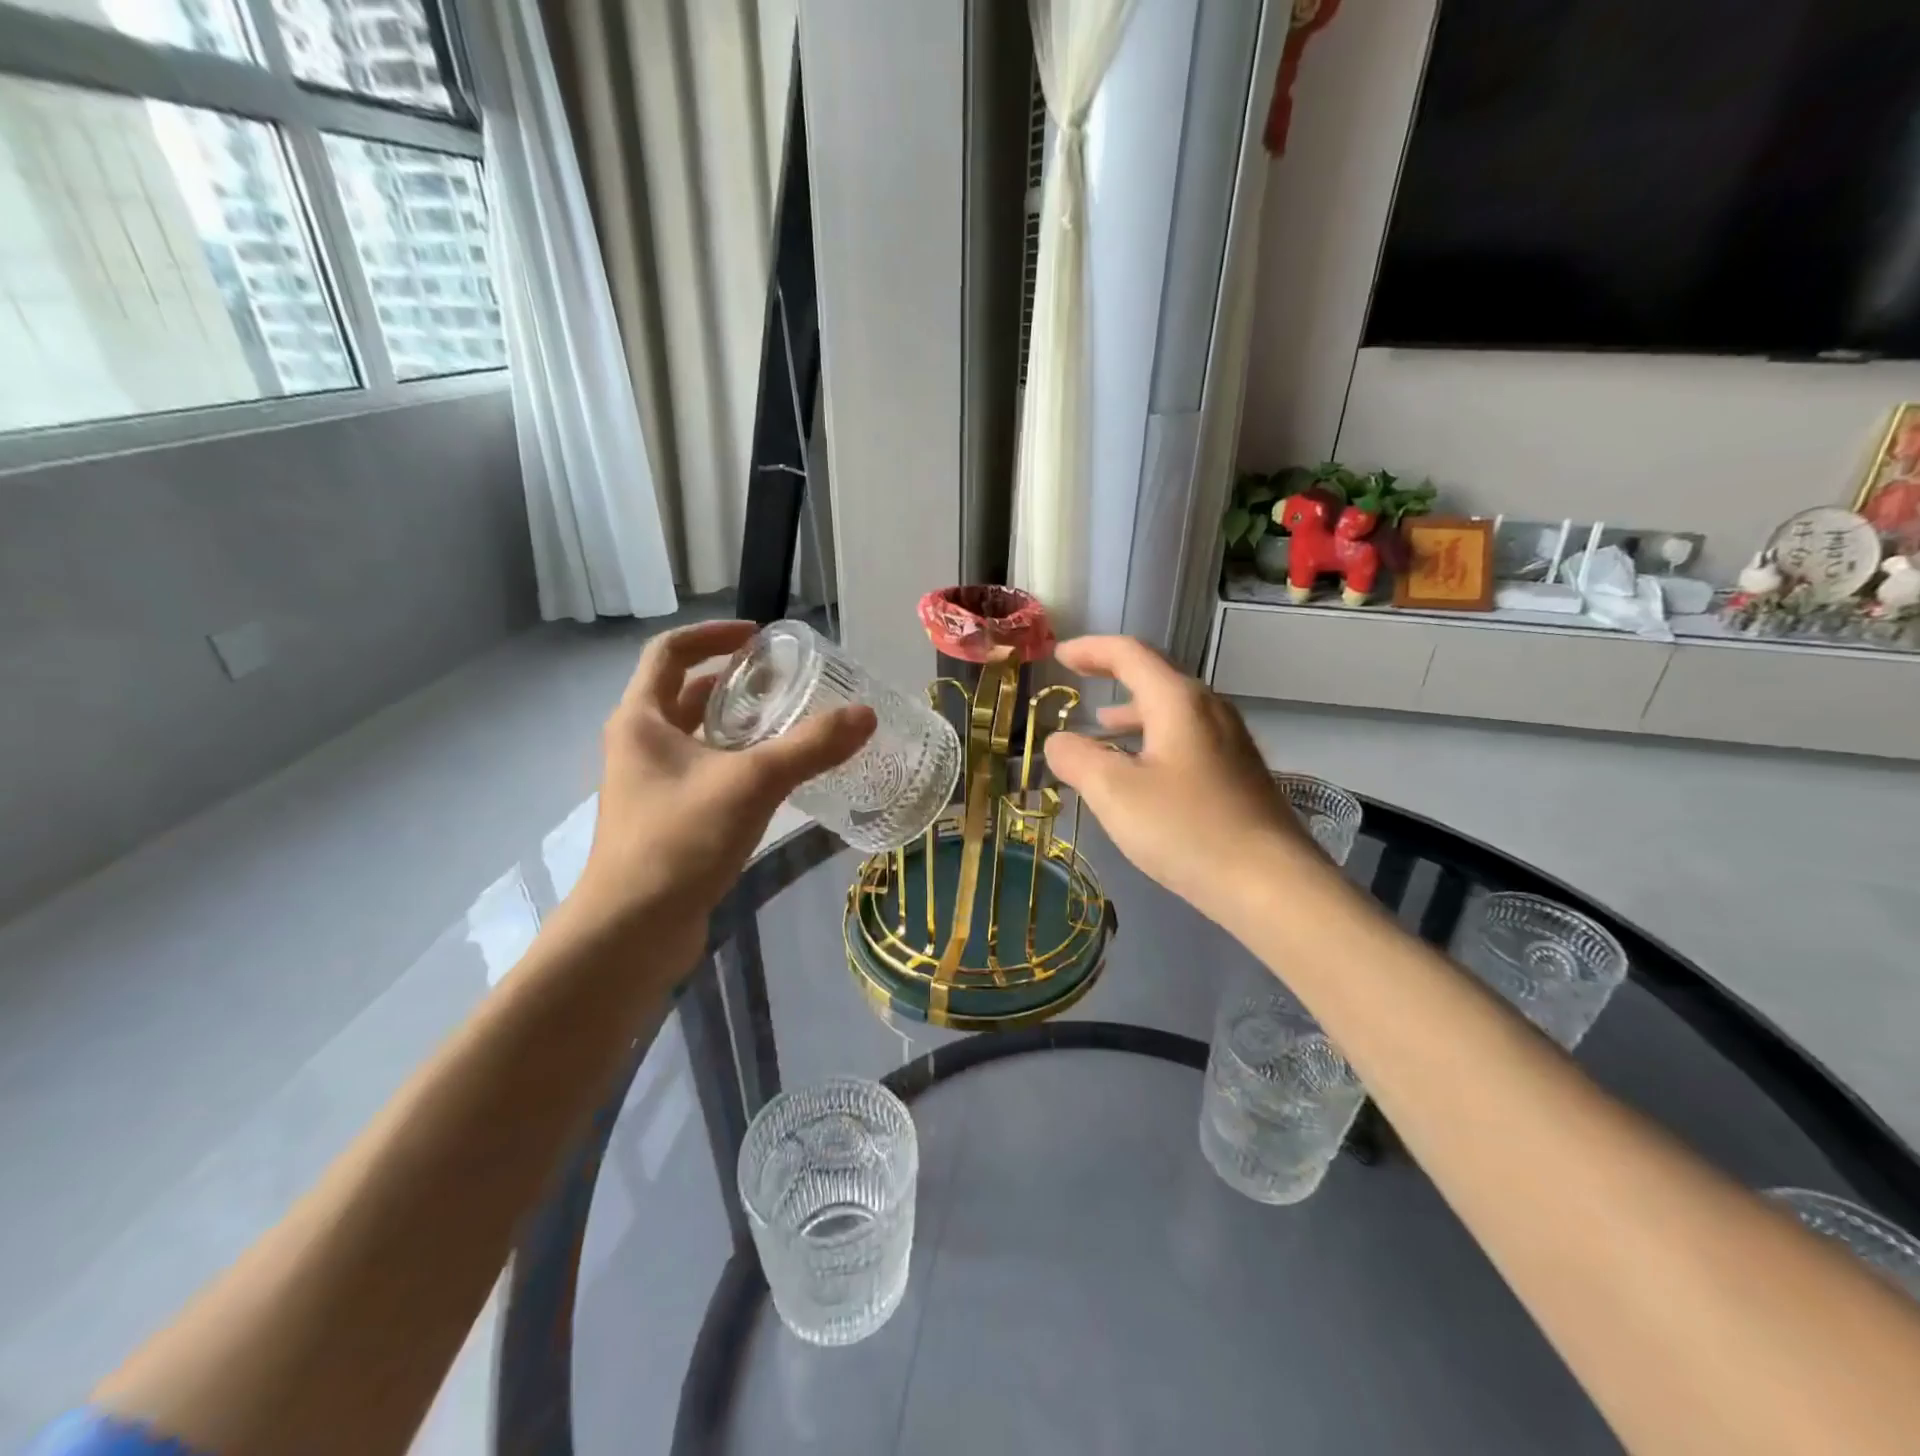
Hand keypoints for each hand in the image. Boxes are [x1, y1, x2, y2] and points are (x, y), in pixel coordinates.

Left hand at [566, 620, 874, 969]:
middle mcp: (638, 746)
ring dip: (739, 726)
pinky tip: (776, 780)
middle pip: (685, 694)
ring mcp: (650, 787)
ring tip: (790, 726)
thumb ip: (810, 747)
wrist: (631, 932)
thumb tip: (865, 715)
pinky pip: (705, 774)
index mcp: (641, 720)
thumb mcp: (751, 783)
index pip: (670, 652)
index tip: (760, 637)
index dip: (714, 635)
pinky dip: (737, 764)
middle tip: (787, 684)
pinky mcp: (666, 821)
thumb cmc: (679, 841)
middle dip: (735, 683)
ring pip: (697, 738)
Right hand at [1042, 636, 1324, 926]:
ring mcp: (1230, 742)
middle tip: (1078, 681)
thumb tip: (1058, 741)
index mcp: (1178, 701)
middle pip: (1155, 677)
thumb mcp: (1115, 792)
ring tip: (1101, 727)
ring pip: (1171, 711)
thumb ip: (1077, 759)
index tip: (1059, 655)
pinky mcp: (1239, 773)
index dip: (1090, 649)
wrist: (1271, 884)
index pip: (1129, 654)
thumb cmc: (1186, 829)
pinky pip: (1186, 738)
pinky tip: (1141, 772)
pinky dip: (1152, 740)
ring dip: (1132, 712)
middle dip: (1112, 675)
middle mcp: (1209, 710)